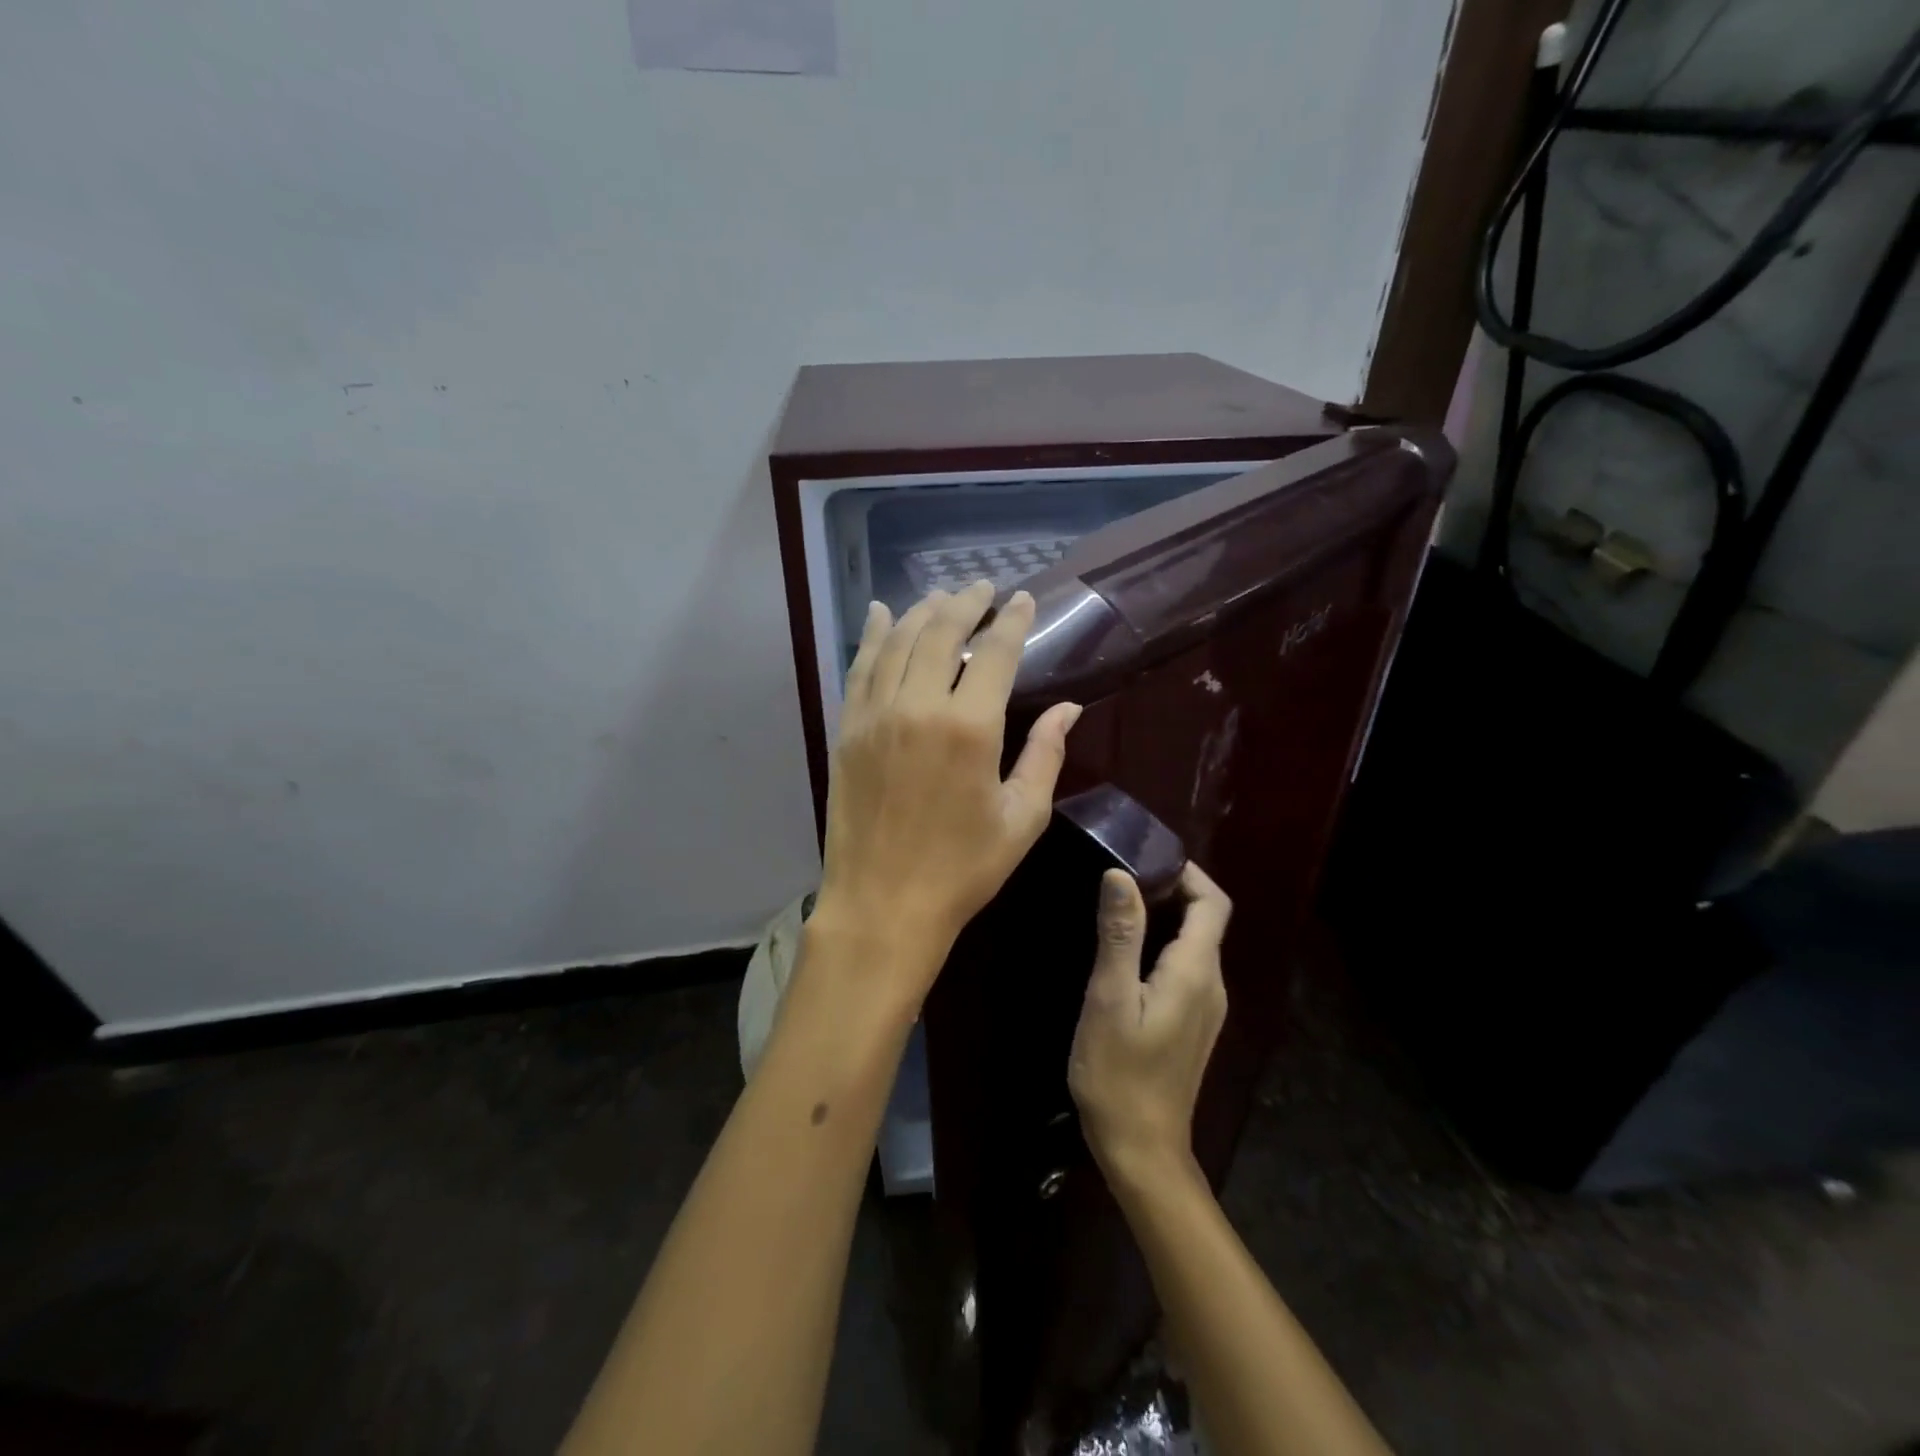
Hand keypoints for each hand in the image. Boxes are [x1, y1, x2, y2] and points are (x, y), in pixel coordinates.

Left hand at [813, 581, 1081, 1004]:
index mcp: (971, 727)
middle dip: (966, 602)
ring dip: (922, 611)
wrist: (883, 905)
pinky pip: (860, 668)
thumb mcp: (1021, 818)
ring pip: (899, 642)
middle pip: (942, 632)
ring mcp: (876, 715)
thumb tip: (1070, 709)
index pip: (996, 652)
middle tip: (982, 587)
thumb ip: (1046, 755)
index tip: (1023, 599)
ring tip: (941, 596)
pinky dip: (873, 636)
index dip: (1012, 620)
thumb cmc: (962, 869)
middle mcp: (919, 706)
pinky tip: (882, 614)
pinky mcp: (847, 730)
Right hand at [1068, 863, 1231, 1187]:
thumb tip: (1120, 874)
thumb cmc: (1119, 1073)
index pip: (1212, 903)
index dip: (1188, 872)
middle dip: (1172, 889)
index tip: (1147, 857)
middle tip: (1122, 876)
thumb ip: (1119, 935)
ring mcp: (1206, 1008)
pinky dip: (1164, 945)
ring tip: (1119, 907)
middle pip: (1206, 920)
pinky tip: (1126, 955)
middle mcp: (1212, 985)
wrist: (1142, 1149)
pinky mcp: (1193, 1024)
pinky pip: (1187, 968)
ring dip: (1166, 916)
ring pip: (1195, 944)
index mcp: (1196, 972)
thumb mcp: (1109, 999)